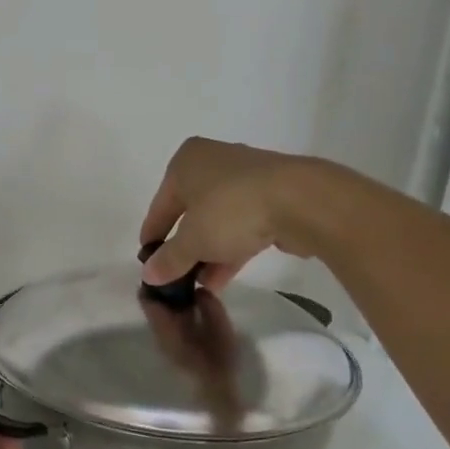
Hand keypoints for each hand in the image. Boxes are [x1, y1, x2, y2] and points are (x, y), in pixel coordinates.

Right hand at [139, 137, 312, 291]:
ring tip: (199, 285)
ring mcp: (246, 178)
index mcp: (186, 162)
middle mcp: (214, 162)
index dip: (152, 236)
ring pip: (217, 220)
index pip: (160, 205)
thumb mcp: (191, 240)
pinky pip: (242, 225)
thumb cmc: (231, 211)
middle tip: (176, 276)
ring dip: (207, 253)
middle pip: (190, 211)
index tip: (148, 262)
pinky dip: (230, 249)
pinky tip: (222, 279)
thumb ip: (168, 259)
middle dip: (184, 247)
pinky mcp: (273, 196)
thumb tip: (148, 274)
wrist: (301, 201)